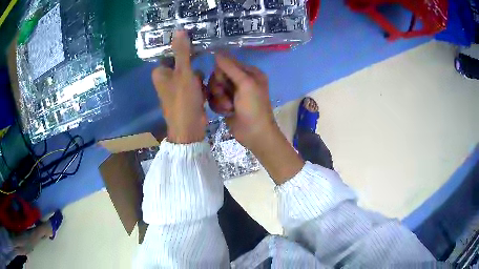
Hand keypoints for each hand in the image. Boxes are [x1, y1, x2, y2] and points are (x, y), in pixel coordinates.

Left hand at [152, 31, 206, 143]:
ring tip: (201, 88)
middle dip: (193, 67)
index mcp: (160, 72)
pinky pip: (194, 84)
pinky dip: (199, 87)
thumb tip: (178, 30)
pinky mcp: (184, 95)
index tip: (196, 46)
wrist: (189, 129)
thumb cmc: (183, 100)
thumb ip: (182, 51)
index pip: (172, 53)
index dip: (184, 49)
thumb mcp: (183, 73)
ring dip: (198, 78)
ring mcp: (175, 88)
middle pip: (183, 63)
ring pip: (191, 73)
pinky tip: (202, 95)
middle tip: (199, 71)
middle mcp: (166, 79)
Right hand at [208, 54, 303, 182]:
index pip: (227, 64)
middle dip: (219, 88)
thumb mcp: (245, 84)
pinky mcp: (226, 104)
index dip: (221, 73)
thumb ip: (230, 67)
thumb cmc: (254, 107)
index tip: (224, 82)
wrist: (254, 134)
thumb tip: (216, 52)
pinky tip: (226, 112)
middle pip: (218, 76)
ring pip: (214, 88)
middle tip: (227, 97)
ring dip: (219, 99)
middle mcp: (240, 81)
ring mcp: (233, 93)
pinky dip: (218, 106)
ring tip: (229, 107)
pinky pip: (214, 99)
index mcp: (249, 73)